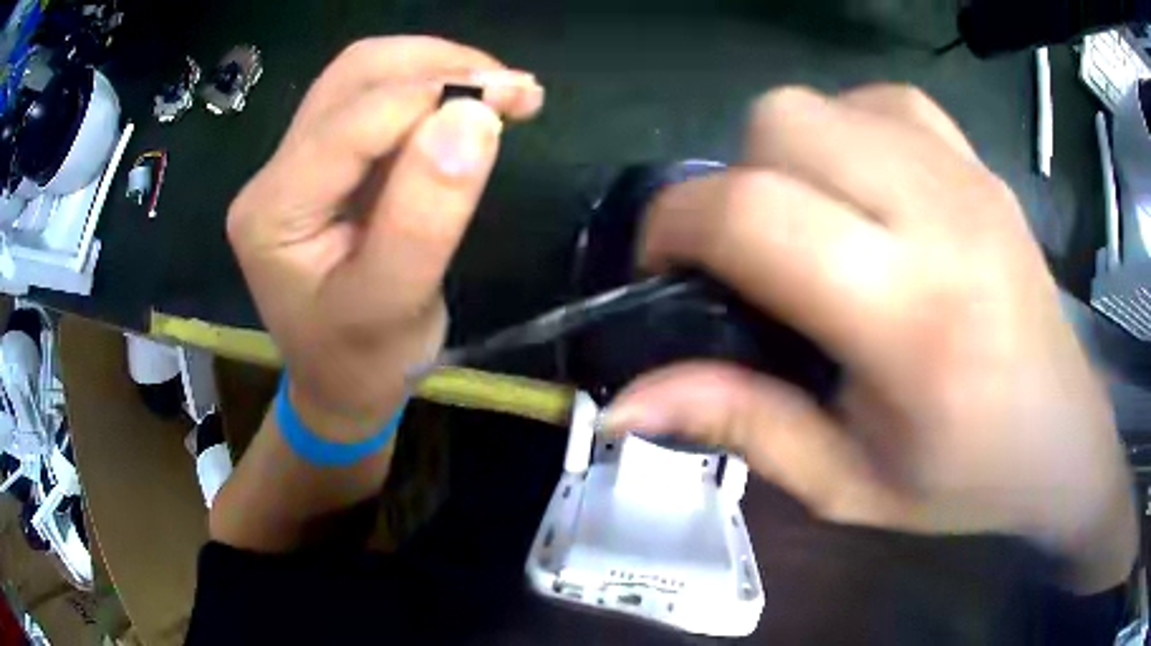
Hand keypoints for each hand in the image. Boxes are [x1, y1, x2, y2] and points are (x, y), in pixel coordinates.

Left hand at [228, 37, 543, 439]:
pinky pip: (375, 103)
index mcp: (274, 210)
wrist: (342, 389)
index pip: (353, 121)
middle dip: (438, 66)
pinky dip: (430, 91)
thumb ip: (425, 215)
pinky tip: (470, 107)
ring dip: (437, 69)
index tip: (514, 98)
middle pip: (354, 76)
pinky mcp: (326, 165)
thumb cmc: (364, 364)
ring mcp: (297, 164)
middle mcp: (275, 173)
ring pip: (364, 78)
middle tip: (513, 87)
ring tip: (501, 91)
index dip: (434, 96)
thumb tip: (474, 116)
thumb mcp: (395, 306)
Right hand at [605, 85, 1135, 591]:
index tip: (662, 268)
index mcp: (910, 319)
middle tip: (749, 255)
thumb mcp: (846, 484)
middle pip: (781, 123)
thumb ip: (740, 427)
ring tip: (809, 225)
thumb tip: (626, 404)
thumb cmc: (964, 482)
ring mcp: (965, 176)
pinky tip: (866, 191)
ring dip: (786, 156)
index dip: (675, 225)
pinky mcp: (979, 163)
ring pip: (823, 102)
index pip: (754, 214)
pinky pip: (882, 103)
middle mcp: (940, 218)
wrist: (1063, 440)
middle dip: (733, 181)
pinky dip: (847, 131)